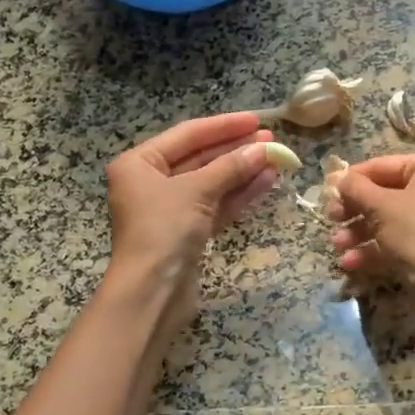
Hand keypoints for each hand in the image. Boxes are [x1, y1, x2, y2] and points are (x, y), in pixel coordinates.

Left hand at [104, 112, 279, 309]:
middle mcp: (150, 183)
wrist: (152, 293)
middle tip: (271, 140)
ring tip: (275, 159)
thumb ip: (230, 167)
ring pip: (211, 183)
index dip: (223, 126)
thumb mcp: (196, 191)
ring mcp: (169, 210)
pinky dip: (238, 195)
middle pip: (200, 158)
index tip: (256, 120)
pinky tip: (265, 182)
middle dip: (235, 150)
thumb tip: (264, 148)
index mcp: (139, 164)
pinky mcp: (186, 233)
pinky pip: (215, 206)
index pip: (187, 134)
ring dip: (242, 172)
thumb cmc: (163, 231)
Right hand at [329, 152, 414, 315]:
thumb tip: (337, 176)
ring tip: (337, 246)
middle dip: (354, 210)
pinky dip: (374, 249)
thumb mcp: (379, 206)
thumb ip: (354, 187)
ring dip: (358, 232)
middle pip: (385, 194)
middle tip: (331, 218)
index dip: (352, 179)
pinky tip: (350, 262)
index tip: (327, 191)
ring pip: (389, 220)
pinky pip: (399, 241)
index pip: (383, 166)